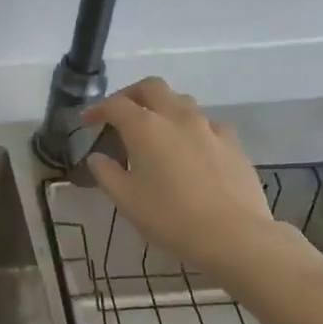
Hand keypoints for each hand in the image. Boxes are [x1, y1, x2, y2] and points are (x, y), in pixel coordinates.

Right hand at [83, 78, 286, 284]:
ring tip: (155, 130)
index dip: (97, 109)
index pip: (115, 104)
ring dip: (162, 107)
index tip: (87, 121)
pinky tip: (190, 149)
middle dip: (131, 95)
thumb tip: (97, 157)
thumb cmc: (171, 218)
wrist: (235, 236)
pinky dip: (190, 127)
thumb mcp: (127, 200)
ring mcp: (208, 127)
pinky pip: (206, 123)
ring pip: (181, 101)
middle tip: (121, 114)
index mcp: (145, 127)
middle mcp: (177, 117)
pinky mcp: (233, 142)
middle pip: (152, 87)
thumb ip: (106, 173)